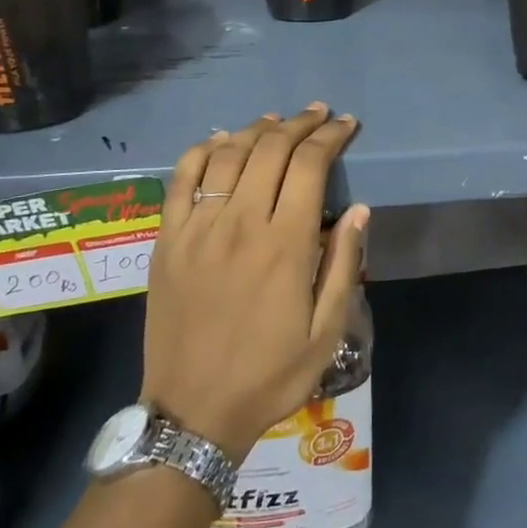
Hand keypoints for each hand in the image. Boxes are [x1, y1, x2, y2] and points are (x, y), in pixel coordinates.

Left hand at [145, 105, 367, 463]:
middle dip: (300, 124)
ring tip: (276, 121)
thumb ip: (343, 265)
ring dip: (256, 129)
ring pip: (228, 155)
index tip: (346, 125)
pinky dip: (203, 150)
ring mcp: (198, 229)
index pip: (310, 166)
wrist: (193, 413)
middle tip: (318, 115)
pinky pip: (181, 179)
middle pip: (271, 150)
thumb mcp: (326, 331)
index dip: (331, 137)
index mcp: (285, 245)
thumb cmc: (270, 375)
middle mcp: (241, 224)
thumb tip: (359, 209)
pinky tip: (220, 141)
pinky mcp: (167, 240)